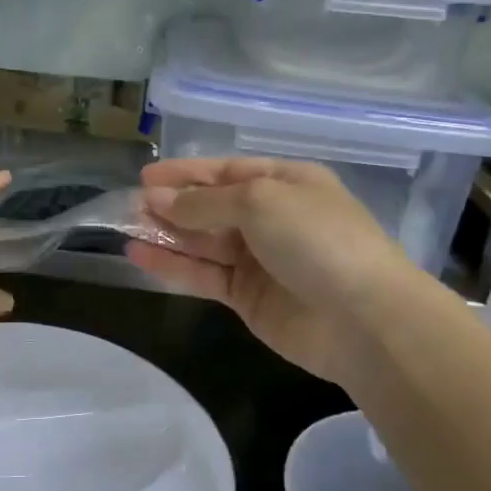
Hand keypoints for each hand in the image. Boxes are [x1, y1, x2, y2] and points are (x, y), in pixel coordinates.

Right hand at [126, 157, 413, 384]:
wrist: (364, 320)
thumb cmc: (316, 239)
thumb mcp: (259, 202)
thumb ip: (204, 202)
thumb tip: (157, 200)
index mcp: (285, 183)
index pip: (226, 171)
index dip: (185, 172)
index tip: (145, 176)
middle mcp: (271, 217)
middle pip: (211, 206)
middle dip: (172, 204)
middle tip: (130, 205)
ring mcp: (259, 259)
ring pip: (202, 241)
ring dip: (166, 234)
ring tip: (126, 227)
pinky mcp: (247, 297)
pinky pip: (203, 274)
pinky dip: (172, 265)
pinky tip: (139, 256)